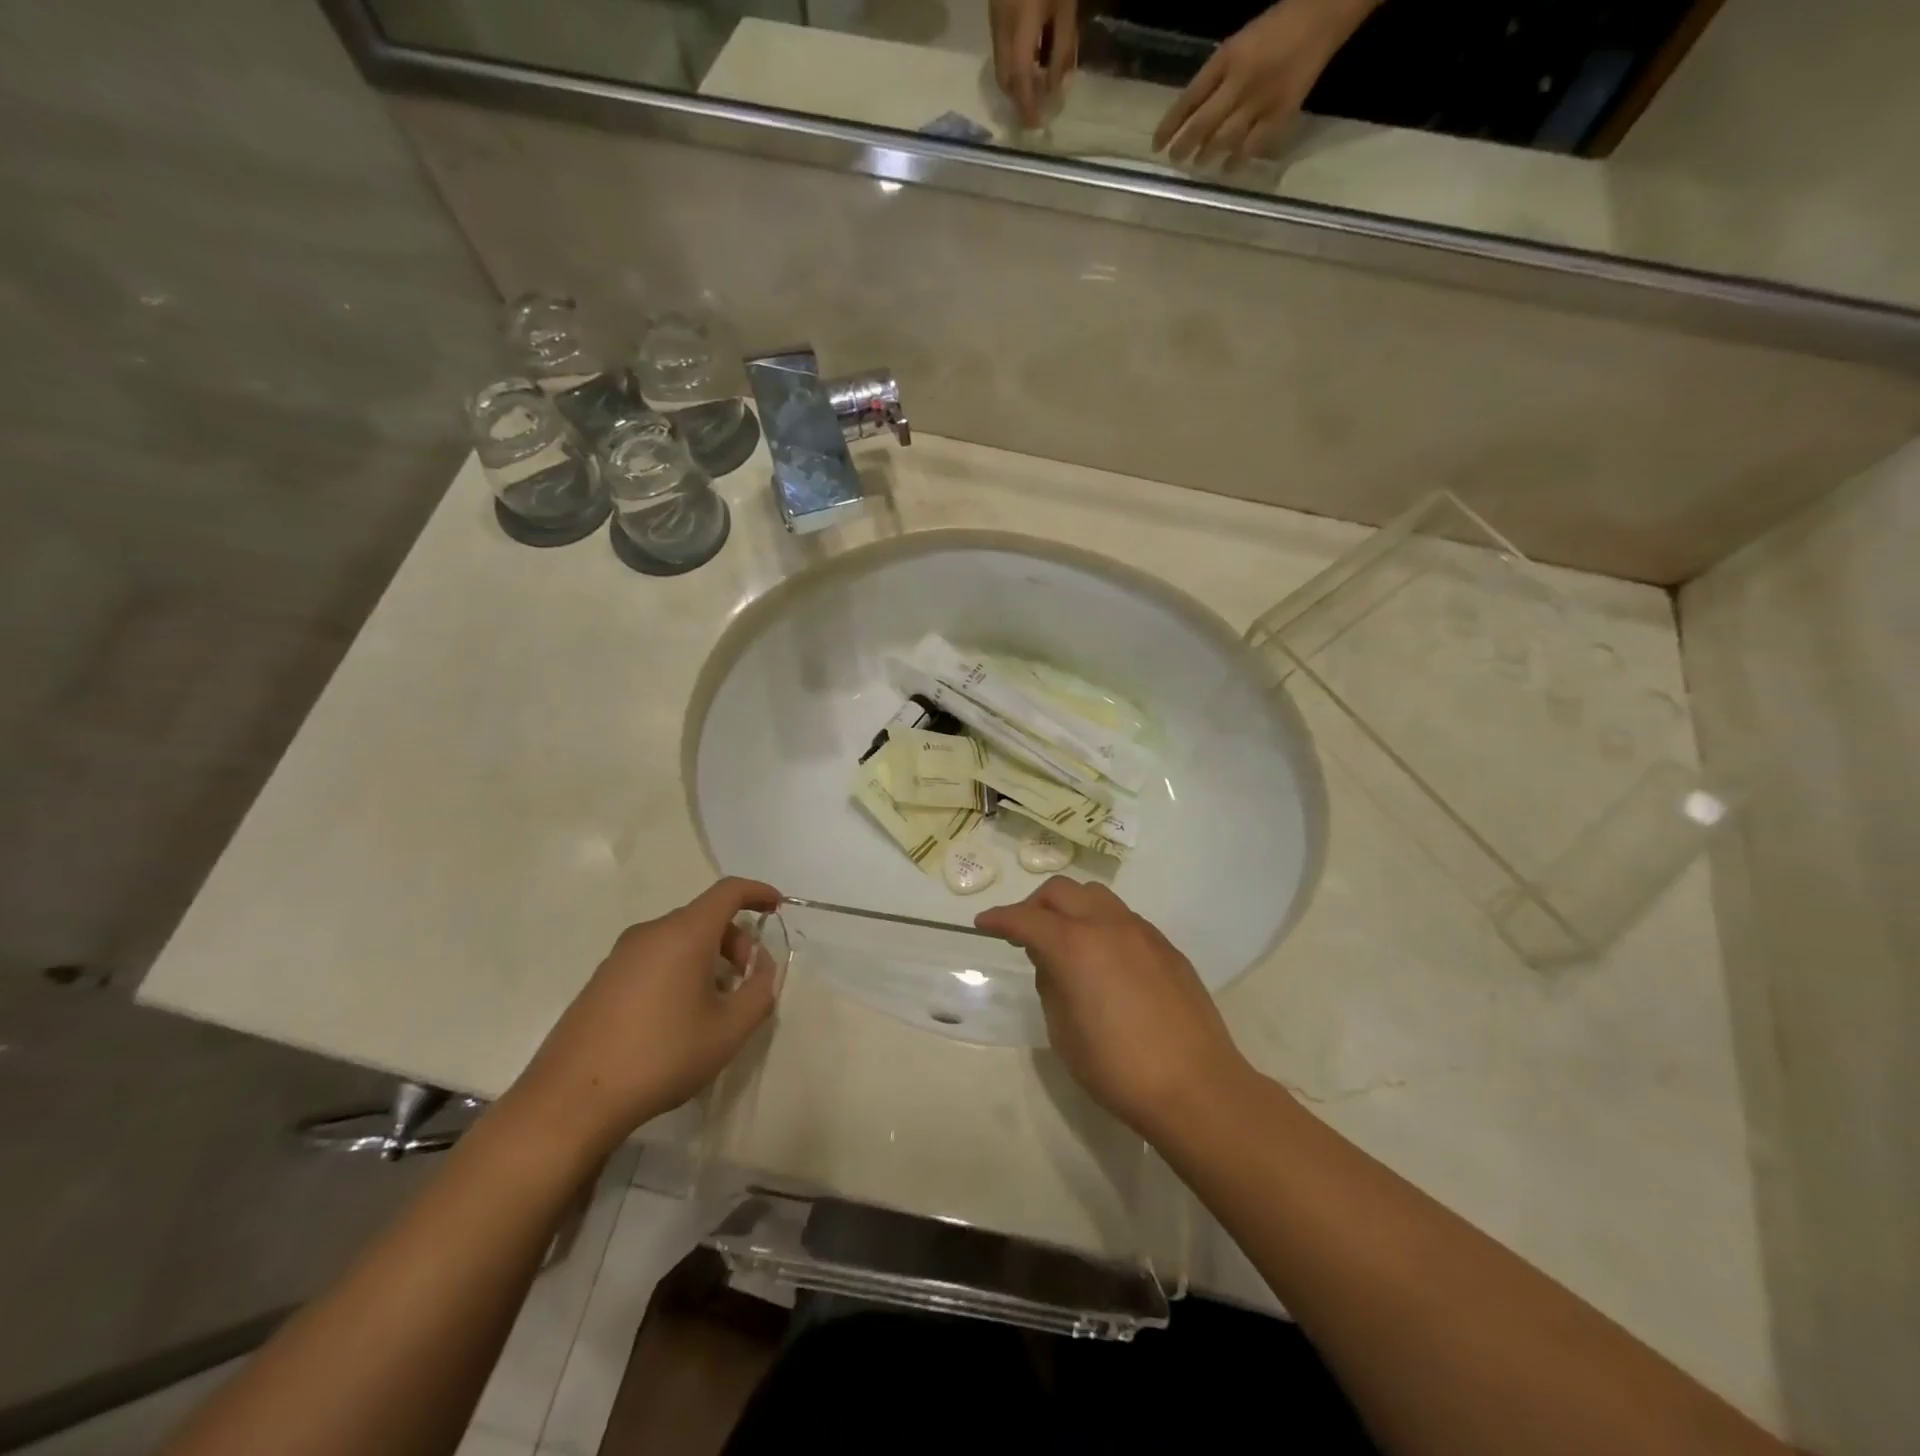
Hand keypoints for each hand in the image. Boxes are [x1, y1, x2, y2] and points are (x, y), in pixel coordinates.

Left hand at [508, 878, 782, 1155]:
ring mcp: (620, 955)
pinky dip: (679, 970)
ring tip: (714, 1005)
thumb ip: (759, 991)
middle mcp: (650, 932)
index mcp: (684, 933)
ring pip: (678, 939)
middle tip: (747, 982)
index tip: (776, 907)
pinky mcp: (601, 980)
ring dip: (708, 958)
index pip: (728, 892)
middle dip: (736, 941)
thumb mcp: (729, 1030)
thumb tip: (761, 968)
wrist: (571, 1100)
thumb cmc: (662, 1056)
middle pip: (704, 917)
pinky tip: (678, 1017)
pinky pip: (654, 958)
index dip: (757, 893)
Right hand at [976, 877, 1248, 1139]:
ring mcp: (1142, 932)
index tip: (984, 923)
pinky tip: (1103, 958)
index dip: (999, 919)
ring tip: (1064, 939)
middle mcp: (1107, 926)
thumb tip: (1053, 962)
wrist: (1196, 1087)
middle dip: (1034, 905)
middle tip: (1022, 932)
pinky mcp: (1166, 947)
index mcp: (1075, 946)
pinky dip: (1101, 924)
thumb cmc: (1118, 1068)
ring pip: (1096, 896)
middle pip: (1061, 891)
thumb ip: (1051, 985)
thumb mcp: (1064, 1032)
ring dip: (1070, 908)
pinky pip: (1123, 918)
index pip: (1026, 919)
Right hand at [991, 0, 1077, 127]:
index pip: (1019, 79)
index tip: (1035, 126)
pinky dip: (1013, 64)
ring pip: (1000, 65)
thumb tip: (1057, 88)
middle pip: (1004, 78)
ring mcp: (994, 20)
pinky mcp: (994, 11)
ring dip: (1015, 83)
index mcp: (1020, 28)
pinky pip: (1001, 49)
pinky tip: (1030, 61)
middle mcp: (1001, 29)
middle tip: (1035, 111)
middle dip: (1018, 99)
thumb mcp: (1065, 7)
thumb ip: (1062, 49)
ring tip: (1036, 88)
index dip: (1026, 106)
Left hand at [1154, 0, 1376, 167]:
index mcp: (1228, 57)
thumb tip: (1192, 114)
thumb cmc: (1277, 26)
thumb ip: (1216, 76)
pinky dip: (1238, 160)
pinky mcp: (1282, 113)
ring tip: (1199, 163)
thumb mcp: (1239, 43)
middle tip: (1175, 159)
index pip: (1189, 97)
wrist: (1324, 12)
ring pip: (1225, 139)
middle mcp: (1241, 81)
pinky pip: (1254, 146)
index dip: (1170, 124)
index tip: (1156, 144)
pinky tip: (1229, 168)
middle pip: (1203, 124)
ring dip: (1208, 155)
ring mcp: (1262, 100)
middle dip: (1185, 146)